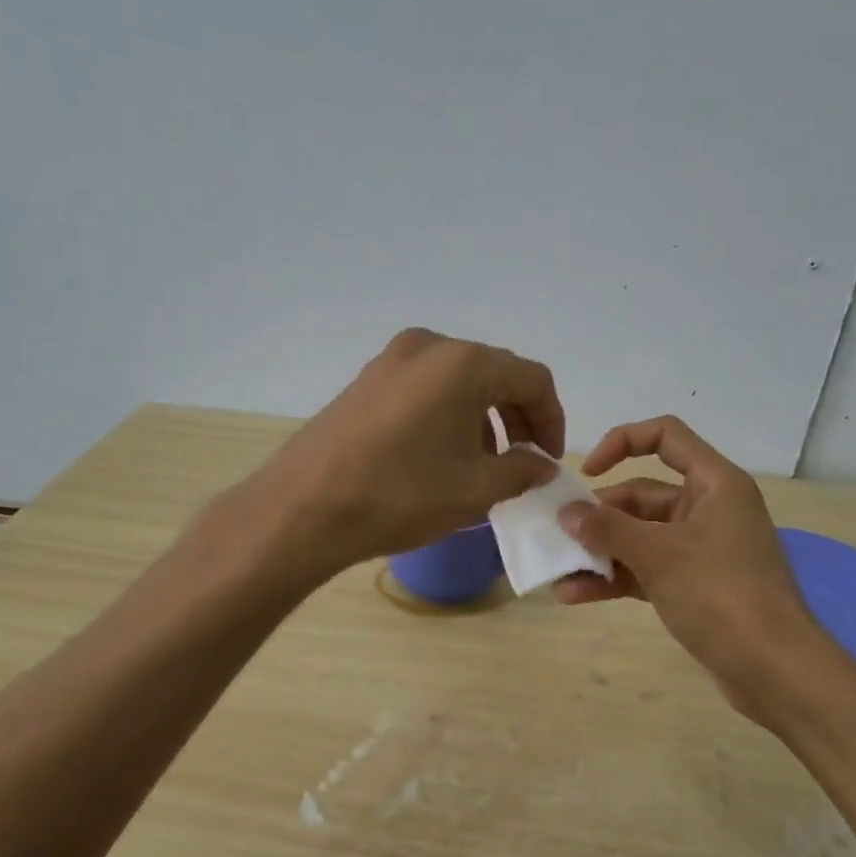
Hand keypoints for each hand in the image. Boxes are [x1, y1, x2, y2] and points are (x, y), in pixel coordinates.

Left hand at [254, 329, 562, 572]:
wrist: (303, 509)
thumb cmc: (400, 496)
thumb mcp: (475, 491)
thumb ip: (522, 471)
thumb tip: (541, 464)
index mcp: (463, 363)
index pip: (532, 378)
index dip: (552, 419)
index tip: (549, 460)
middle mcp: (428, 347)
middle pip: (495, 373)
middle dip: (517, 418)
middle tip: (522, 462)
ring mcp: (390, 360)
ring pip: (458, 381)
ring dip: (482, 418)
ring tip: (481, 465)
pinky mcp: (365, 381)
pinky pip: (424, 389)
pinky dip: (448, 415)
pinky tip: (440, 456)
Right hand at [553, 416, 836, 717]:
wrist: (774, 670)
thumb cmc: (721, 595)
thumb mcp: (658, 555)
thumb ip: (607, 529)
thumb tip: (565, 512)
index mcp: (714, 484)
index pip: (665, 436)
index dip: (622, 442)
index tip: (587, 473)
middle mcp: (708, 509)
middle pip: (643, 495)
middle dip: (600, 516)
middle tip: (559, 535)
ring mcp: (701, 550)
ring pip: (640, 537)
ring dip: (601, 552)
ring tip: (559, 572)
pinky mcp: (693, 586)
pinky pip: (646, 569)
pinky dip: (616, 578)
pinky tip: (577, 595)